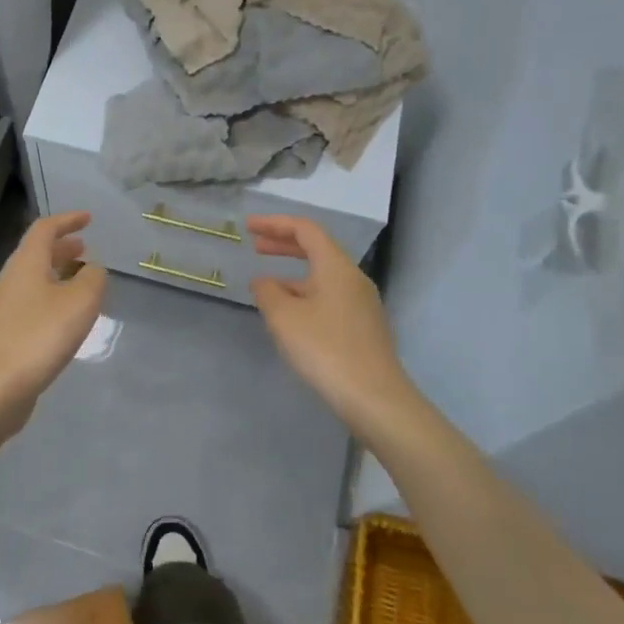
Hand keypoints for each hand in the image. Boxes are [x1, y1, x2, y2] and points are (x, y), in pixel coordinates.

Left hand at [0, 211, 106, 418]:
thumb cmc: (41, 336)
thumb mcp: (80, 302)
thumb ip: (93, 278)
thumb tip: (92, 269)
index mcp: (26, 263)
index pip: (45, 229)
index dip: (67, 220)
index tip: (88, 218)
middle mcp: (10, 278)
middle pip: (36, 253)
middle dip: (62, 248)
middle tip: (85, 249)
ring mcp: (4, 307)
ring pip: (33, 279)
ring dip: (57, 274)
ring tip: (81, 282)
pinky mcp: (4, 332)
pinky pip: (31, 302)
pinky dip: (51, 296)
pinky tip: (66, 316)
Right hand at [248, 215, 416, 437]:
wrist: (375, 398)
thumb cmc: (325, 350)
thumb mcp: (284, 318)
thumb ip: (268, 292)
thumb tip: (264, 282)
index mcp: (336, 267)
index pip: (305, 230)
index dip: (274, 224)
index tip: (248, 227)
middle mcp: (353, 278)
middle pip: (317, 249)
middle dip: (284, 244)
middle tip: (255, 246)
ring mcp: (362, 304)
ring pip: (323, 276)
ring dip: (293, 274)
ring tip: (266, 286)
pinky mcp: (363, 327)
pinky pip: (330, 297)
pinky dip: (306, 294)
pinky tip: (290, 316)